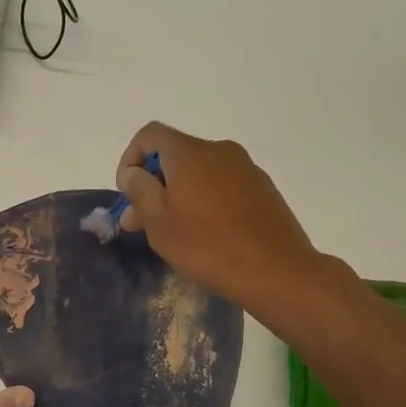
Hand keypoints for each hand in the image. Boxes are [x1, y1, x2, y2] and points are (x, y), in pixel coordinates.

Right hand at [116, 122, 327, 313]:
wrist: (278, 271)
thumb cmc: (208, 246)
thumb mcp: (159, 222)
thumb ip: (140, 190)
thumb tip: (133, 172)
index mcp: (190, 152)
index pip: (150, 135)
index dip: (130, 159)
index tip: (127, 193)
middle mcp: (219, 150)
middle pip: (175, 155)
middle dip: (152, 184)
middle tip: (139, 222)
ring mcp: (246, 168)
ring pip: (199, 172)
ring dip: (177, 194)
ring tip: (171, 232)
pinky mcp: (263, 189)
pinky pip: (222, 185)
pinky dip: (204, 200)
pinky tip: (205, 233)